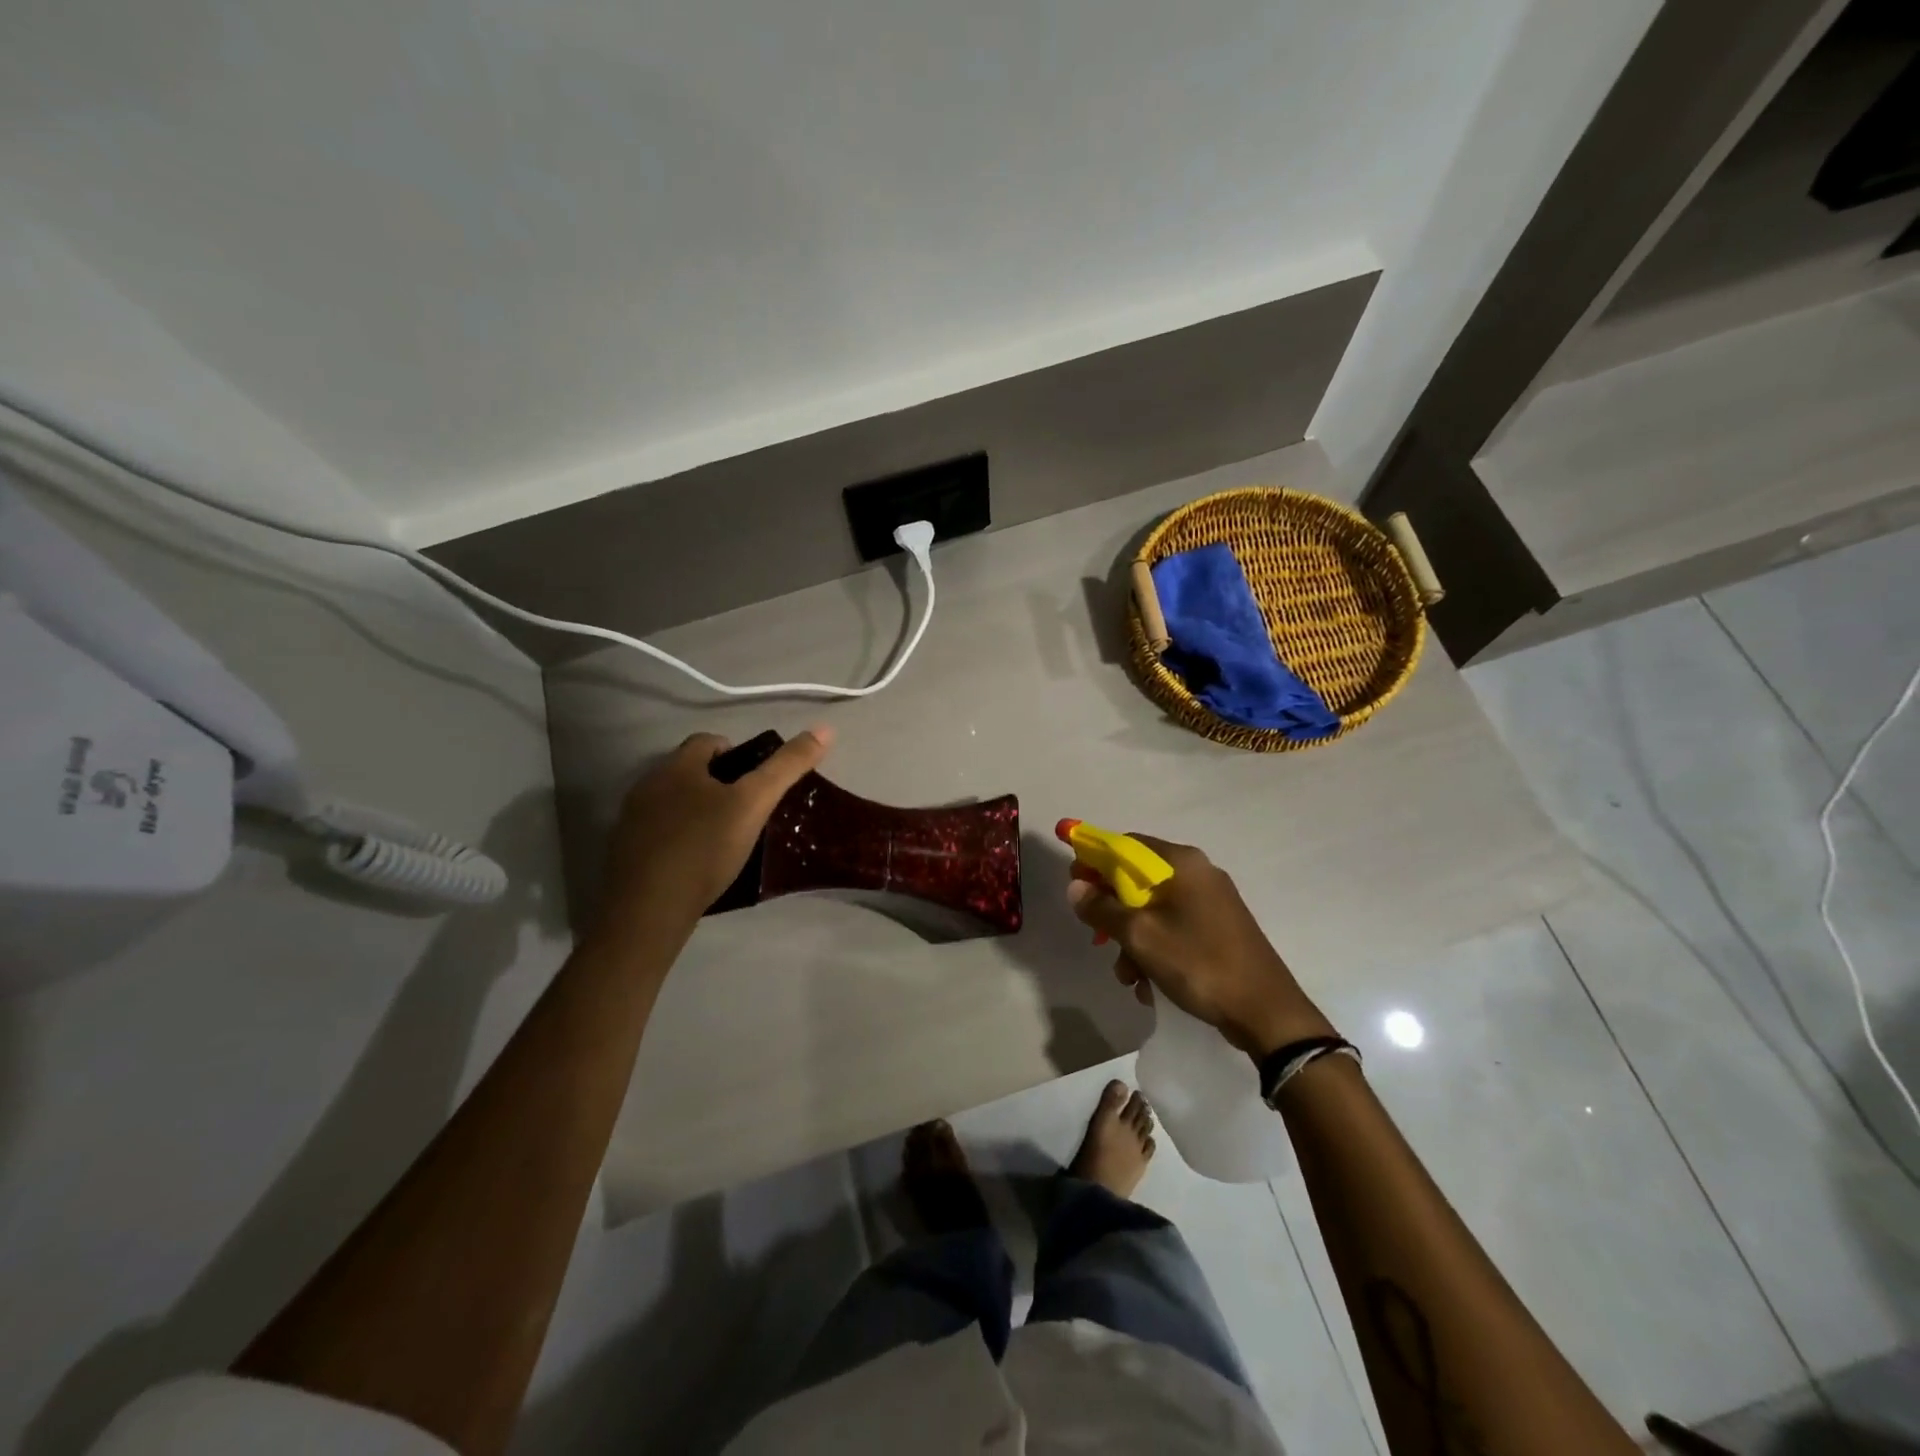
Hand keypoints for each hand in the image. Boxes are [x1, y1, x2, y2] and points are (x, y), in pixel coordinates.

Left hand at [597, 727, 834, 935]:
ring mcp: (632, 820)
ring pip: (673, 803)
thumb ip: (787, 767)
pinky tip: (698, 863)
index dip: (737, 753)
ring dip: (697, 811)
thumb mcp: (754, 804)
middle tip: (747, 809)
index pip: (708, 741)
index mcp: (676, 767)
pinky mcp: (626, 852)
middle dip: (718, 783)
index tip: (758, 780)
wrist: (648, 909)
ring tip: (726, 837)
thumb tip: (825, 729)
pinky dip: (680, 839)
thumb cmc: (704, 847)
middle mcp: (648, 785)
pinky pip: (659, 833)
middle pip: (689, 771)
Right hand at [1066, 835, 1332, 1057]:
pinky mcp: (1220, 928)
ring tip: (1129, 977)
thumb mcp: (1140, 936)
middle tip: (1100, 941)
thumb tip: (1075, 887)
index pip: (1124, 845)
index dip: (1094, 861)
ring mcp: (1212, 902)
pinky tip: (1150, 985)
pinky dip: (1156, 950)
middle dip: (1114, 912)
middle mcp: (1198, 873)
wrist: (1266, 1012)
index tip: (1075, 886)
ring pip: (1154, 909)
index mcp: (1181, 863)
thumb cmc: (1198, 963)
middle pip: (1138, 879)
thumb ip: (1102, 908)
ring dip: (1133, 940)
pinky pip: (1174, 928)